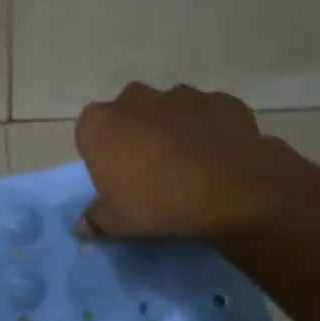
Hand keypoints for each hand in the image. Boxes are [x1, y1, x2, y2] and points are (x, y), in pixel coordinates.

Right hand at [75, 82, 312, 242]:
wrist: (235, 193)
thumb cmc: (159, 205)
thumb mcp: (117, 224)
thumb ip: (95, 220)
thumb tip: (84, 225)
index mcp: (100, 124)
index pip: (89, 134)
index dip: (102, 156)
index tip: (117, 180)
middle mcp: (136, 99)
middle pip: (128, 115)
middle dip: (136, 135)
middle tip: (150, 171)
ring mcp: (182, 95)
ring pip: (169, 110)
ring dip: (173, 129)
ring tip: (188, 164)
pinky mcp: (221, 101)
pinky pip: (208, 114)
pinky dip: (209, 129)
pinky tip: (218, 156)